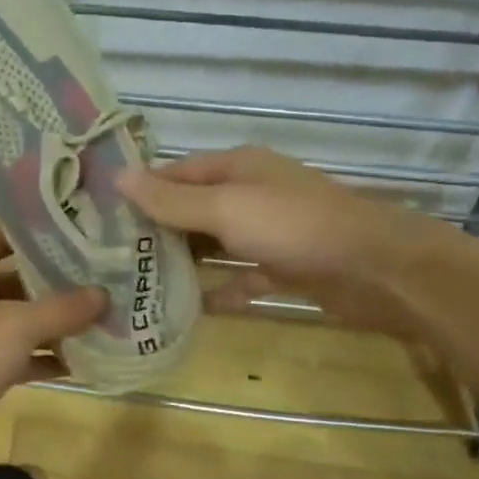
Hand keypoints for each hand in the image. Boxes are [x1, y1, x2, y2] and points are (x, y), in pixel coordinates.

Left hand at [0, 228, 106, 469]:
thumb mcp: (18, 326)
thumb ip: (62, 309)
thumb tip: (103, 294)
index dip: (32, 235)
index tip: (73, 233)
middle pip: (13, 282)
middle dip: (53, 283)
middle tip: (98, 278)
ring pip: (17, 323)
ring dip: (53, 324)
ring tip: (100, 318)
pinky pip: (16, 358)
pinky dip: (43, 359)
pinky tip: (81, 363)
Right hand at [116, 146, 453, 334]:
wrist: (379, 270)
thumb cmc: (295, 227)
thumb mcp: (226, 208)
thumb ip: (172, 199)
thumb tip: (117, 178)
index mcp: (236, 169)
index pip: (174, 174)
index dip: (139, 191)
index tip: (99, 215)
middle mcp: (250, 195)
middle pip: (191, 210)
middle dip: (154, 231)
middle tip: (108, 259)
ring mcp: (268, 233)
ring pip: (213, 246)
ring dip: (182, 263)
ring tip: (135, 286)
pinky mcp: (283, 269)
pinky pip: (239, 278)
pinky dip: (217, 291)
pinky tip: (186, 310)